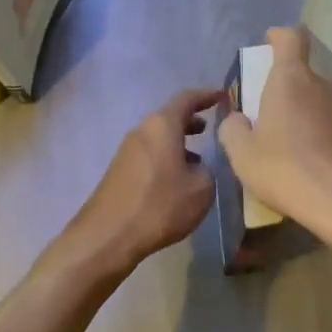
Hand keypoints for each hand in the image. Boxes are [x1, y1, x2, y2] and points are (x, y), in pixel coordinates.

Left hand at [52, 88, 223, 280]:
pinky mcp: (119, 171)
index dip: (207, 96)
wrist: (108, 235)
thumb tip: (198, 168)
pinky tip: (176, 181)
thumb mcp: (201, 189)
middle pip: (169, 118)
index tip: (223, 96)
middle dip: (191, 121)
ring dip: (178, 143)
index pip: (187, 99)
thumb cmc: (160, 206)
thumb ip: (208, 171)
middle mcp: (141, 131)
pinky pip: (149, 155)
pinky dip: (166, 158)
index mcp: (162, 126)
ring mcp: (126, 151)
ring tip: (198, 158)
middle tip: (210, 128)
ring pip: (158, 138)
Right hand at [217, 27, 331, 231]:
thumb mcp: (242, 154)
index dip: (277, 37)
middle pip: (301, 75)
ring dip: (301, 116)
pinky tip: (308, 166)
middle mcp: (323, 86)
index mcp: (291, 80)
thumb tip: (237, 119)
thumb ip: (233, 129)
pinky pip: (331, 126)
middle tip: (264, 118)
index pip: (290, 38)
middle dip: (282, 90)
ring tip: (285, 148)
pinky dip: (318, 137)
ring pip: (317, 103)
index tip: (267, 44)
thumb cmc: (285, 170)